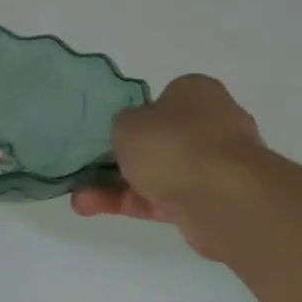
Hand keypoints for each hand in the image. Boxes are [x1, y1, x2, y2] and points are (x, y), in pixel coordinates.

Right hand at [71, 74, 266, 257]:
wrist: (223, 198)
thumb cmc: (173, 143)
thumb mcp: (127, 122)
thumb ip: (123, 124)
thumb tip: (132, 135)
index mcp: (197, 94)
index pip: (164, 98)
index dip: (136, 113)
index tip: (112, 129)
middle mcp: (211, 126)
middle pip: (158, 139)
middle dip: (122, 156)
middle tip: (89, 165)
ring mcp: (212, 166)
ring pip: (154, 173)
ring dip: (114, 185)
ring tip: (79, 197)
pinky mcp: (207, 201)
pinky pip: (158, 199)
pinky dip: (127, 203)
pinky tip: (90, 207)